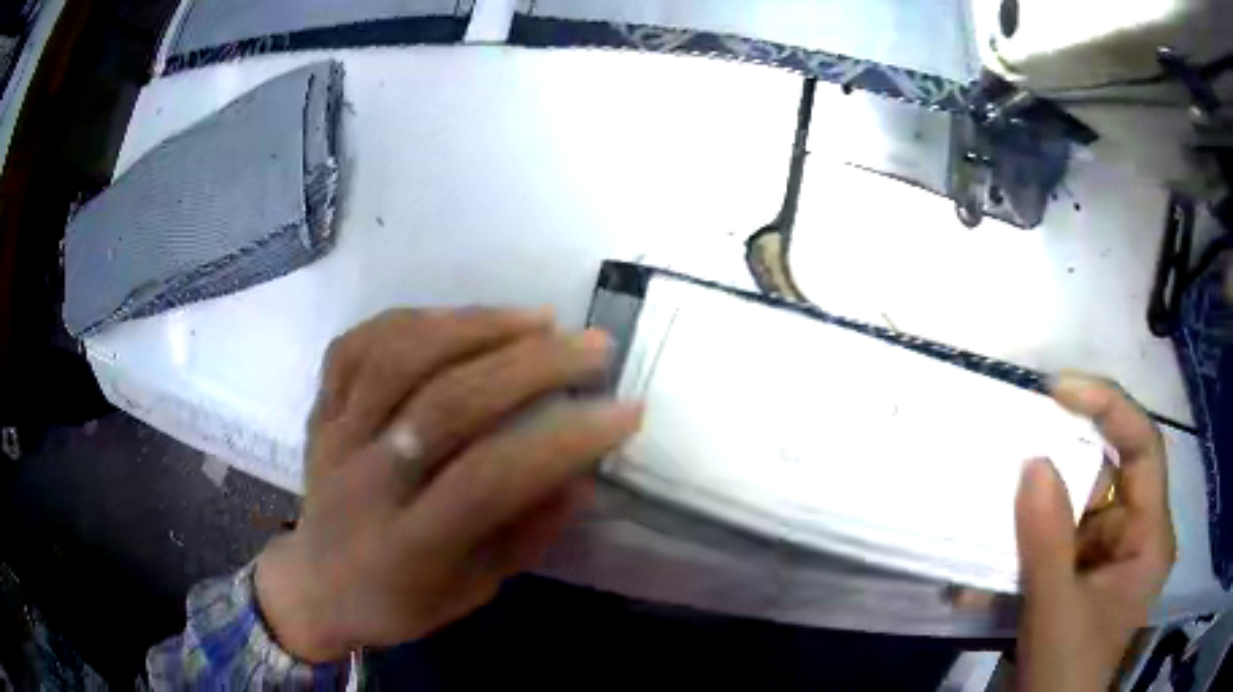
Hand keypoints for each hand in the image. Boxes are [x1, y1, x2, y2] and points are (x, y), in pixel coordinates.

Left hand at [254, 308, 642, 661]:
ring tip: (539, 318)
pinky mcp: (319, 408)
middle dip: (533, 366)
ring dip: (476, 327)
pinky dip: (411, 320)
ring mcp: (335, 435)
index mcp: (408, 545)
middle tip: (593, 346)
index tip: (626, 409)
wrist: (315, 585)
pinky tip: (459, 317)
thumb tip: (581, 473)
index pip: (491, 479)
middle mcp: (366, 481)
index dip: (563, 440)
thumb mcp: (473, 591)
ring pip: (399, 359)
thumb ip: (526, 534)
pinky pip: (357, 345)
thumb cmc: (399, 602)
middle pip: (447, 403)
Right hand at [1016, 374, 1175, 691]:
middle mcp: (1132, 537)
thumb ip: (1047, 540)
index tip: (1058, 390)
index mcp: (1149, 537)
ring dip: (1030, 517)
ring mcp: (1103, 560)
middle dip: (1059, 467)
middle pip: (1104, 477)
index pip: (1142, 448)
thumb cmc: (1066, 673)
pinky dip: (1018, 554)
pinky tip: (981, 578)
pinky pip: (1051, 547)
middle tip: (1014, 447)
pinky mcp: (1076, 579)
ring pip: (1072, 512)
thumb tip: (1032, 462)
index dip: (1108, 407)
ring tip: (988, 513)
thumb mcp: (1057, 612)